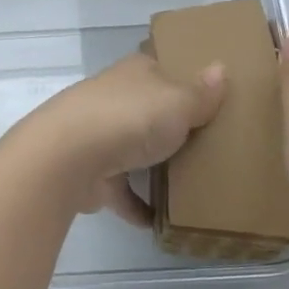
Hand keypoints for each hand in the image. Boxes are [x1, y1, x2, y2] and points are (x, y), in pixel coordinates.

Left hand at [0, 50, 224, 222]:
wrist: (68, 158)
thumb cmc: (130, 118)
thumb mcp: (178, 101)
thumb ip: (201, 93)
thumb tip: (220, 68)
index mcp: (135, 73)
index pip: (160, 67)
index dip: (182, 76)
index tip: (208, 93)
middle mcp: (115, 99)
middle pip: (149, 109)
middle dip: (171, 124)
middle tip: (209, 141)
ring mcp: (100, 136)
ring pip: (133, 148)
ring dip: (153, 164)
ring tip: (190, 181)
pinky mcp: (92, 174)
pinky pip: (121, 191)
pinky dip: (137, 206)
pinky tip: (160, 222)